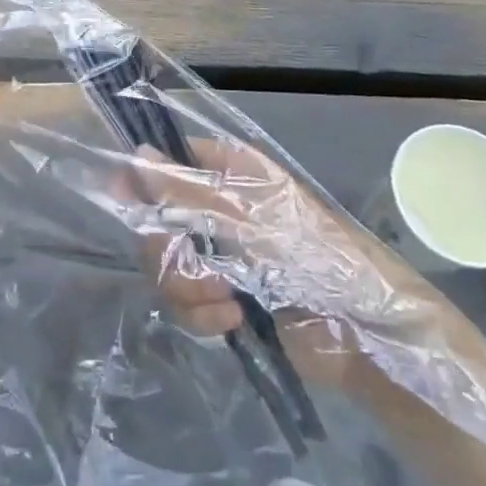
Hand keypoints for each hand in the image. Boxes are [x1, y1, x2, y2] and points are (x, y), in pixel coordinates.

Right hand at [116, 137, 445, 388]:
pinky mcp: (219, 297)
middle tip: (192, 265)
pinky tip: (233, 320)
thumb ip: (188, 190)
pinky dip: (201, 315)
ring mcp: (217, 253)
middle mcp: (216, 206)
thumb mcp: (248, 217)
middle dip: (168, 250)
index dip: (142, 179)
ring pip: (163, 264)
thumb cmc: (313, 255)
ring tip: (226, 300)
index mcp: (228, 171)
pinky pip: (182, 302)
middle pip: (155, 218)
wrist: (363, 330)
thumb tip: (136, 155)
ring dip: (187, 288)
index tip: (123, 200)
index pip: (167, 160)